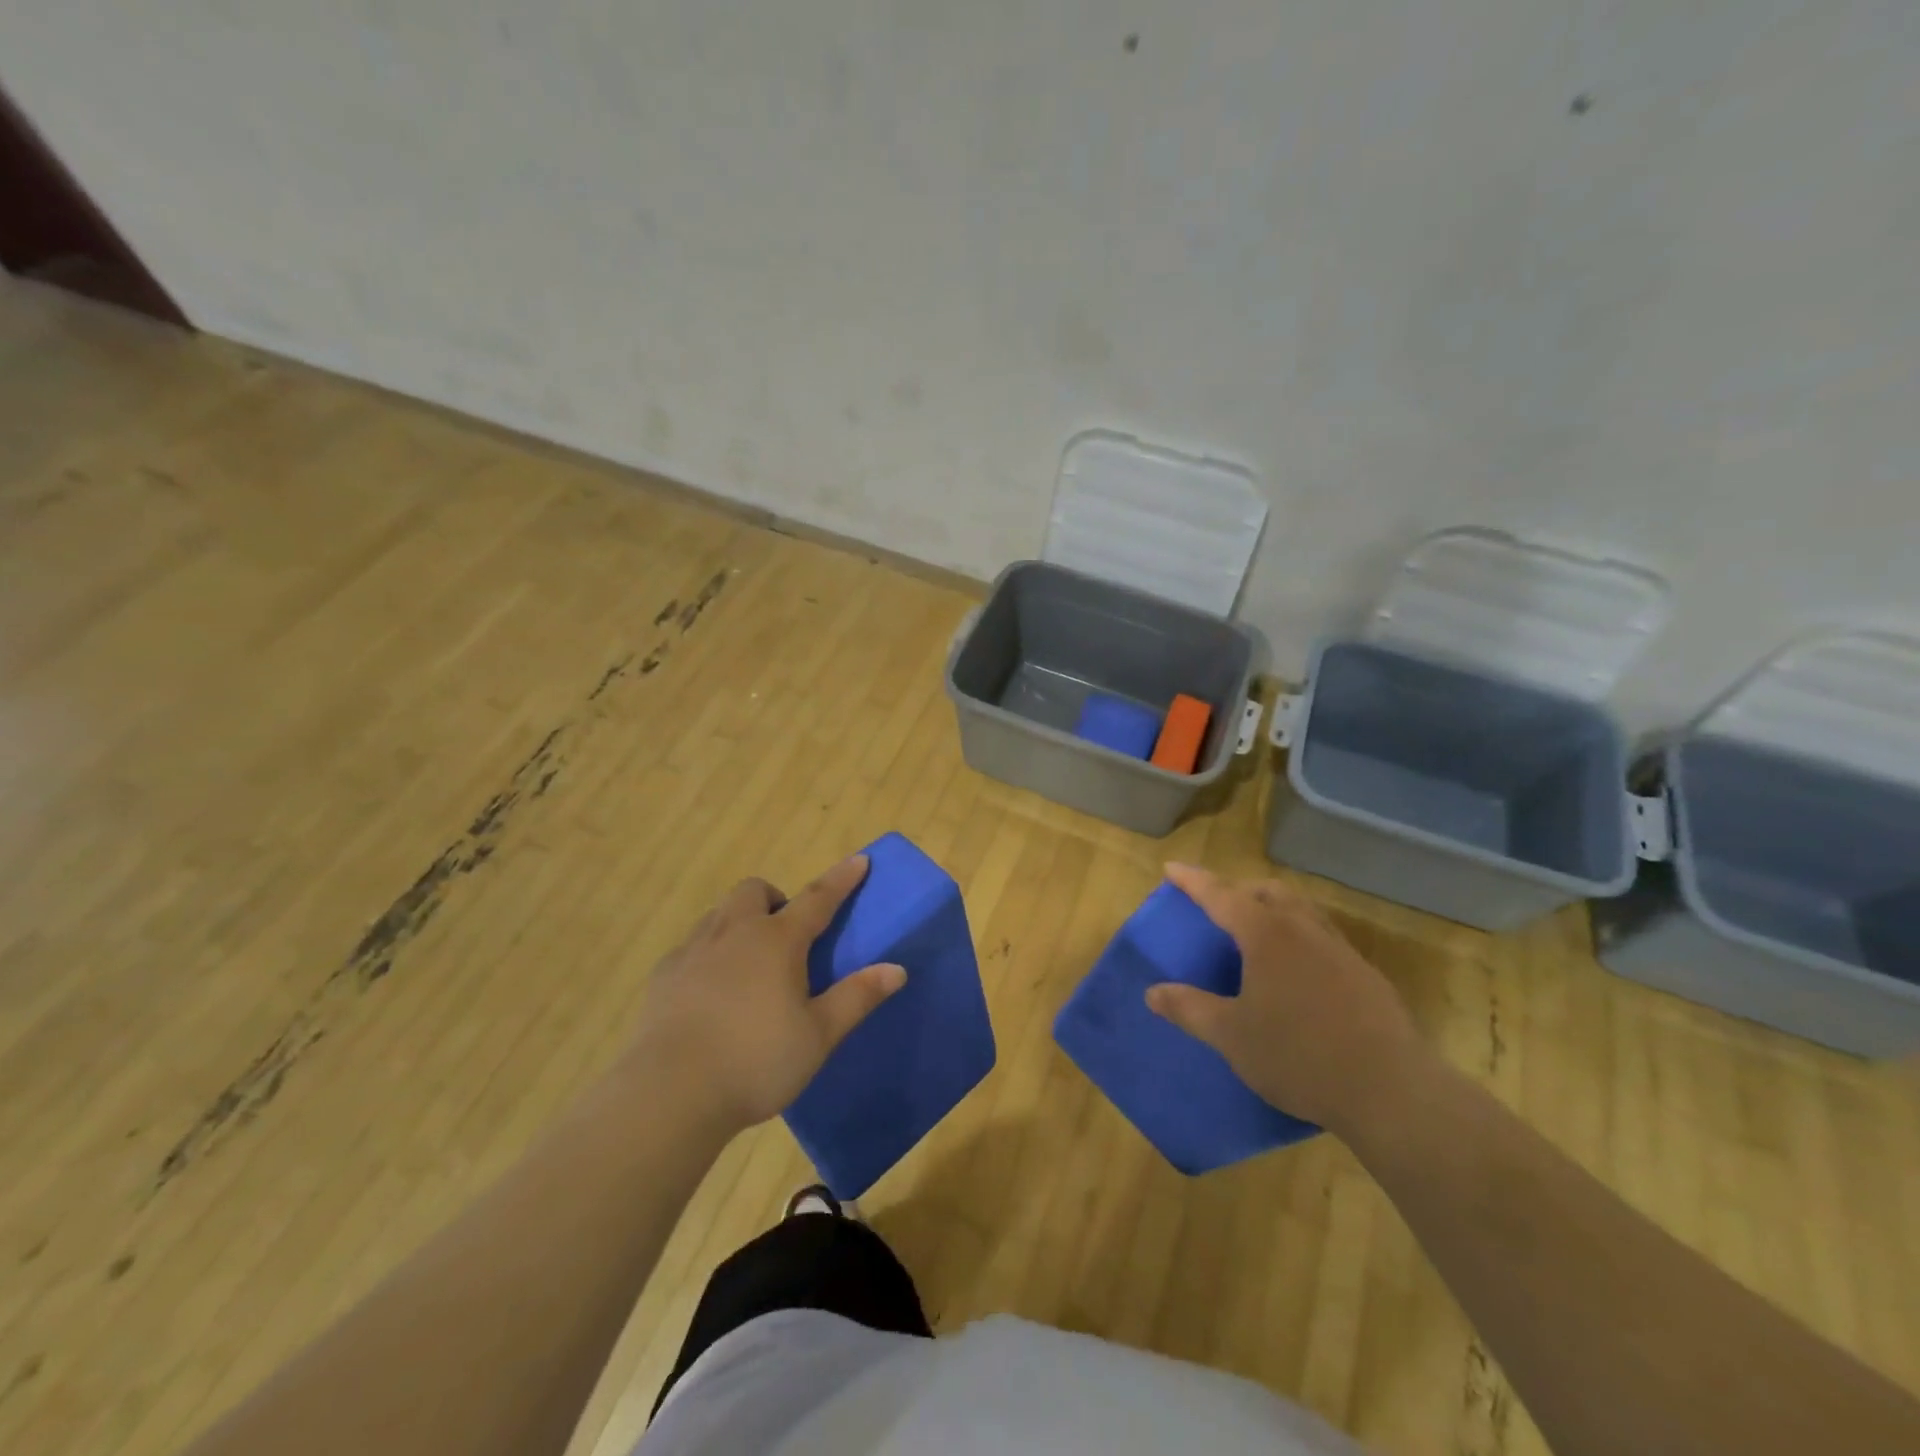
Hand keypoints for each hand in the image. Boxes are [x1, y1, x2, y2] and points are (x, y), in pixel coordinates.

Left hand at [622, 855, 905, 1131]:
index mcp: (777, 942)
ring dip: (740, 921)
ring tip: (750, 962)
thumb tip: (897, 969)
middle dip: (775, 899)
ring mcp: (693, 951)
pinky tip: (711, 992)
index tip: (859, 860)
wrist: (670, 1094)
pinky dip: (710, 953)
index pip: (818, 898)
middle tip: (787, 934)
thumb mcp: (819, 1035)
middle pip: (755, 891)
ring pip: (719, 914)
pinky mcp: (663, 976)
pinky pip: (692, 946)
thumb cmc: (756, 1061)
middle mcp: (734, 933)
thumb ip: (857, 997)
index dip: (842, 879)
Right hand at [1145, 864, 1427, 1135]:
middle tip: (1217, 905)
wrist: (1391, 1091)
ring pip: (1302, 909)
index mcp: (1268, 935)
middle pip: (1268, 892)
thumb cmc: (1299, 1056)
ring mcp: (1340, 950)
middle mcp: (1304, 930)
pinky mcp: (1366, 975)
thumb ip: (1190, 1009)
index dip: (1193, 881)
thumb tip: (1153, 992)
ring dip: (1273, 907)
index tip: (1172, 868)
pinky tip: (1296, 971)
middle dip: (1238, 890)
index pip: (1221, 895)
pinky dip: (1299, 934)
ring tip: (1256, 930)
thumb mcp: (1232, 1036)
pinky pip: (1323, 936)